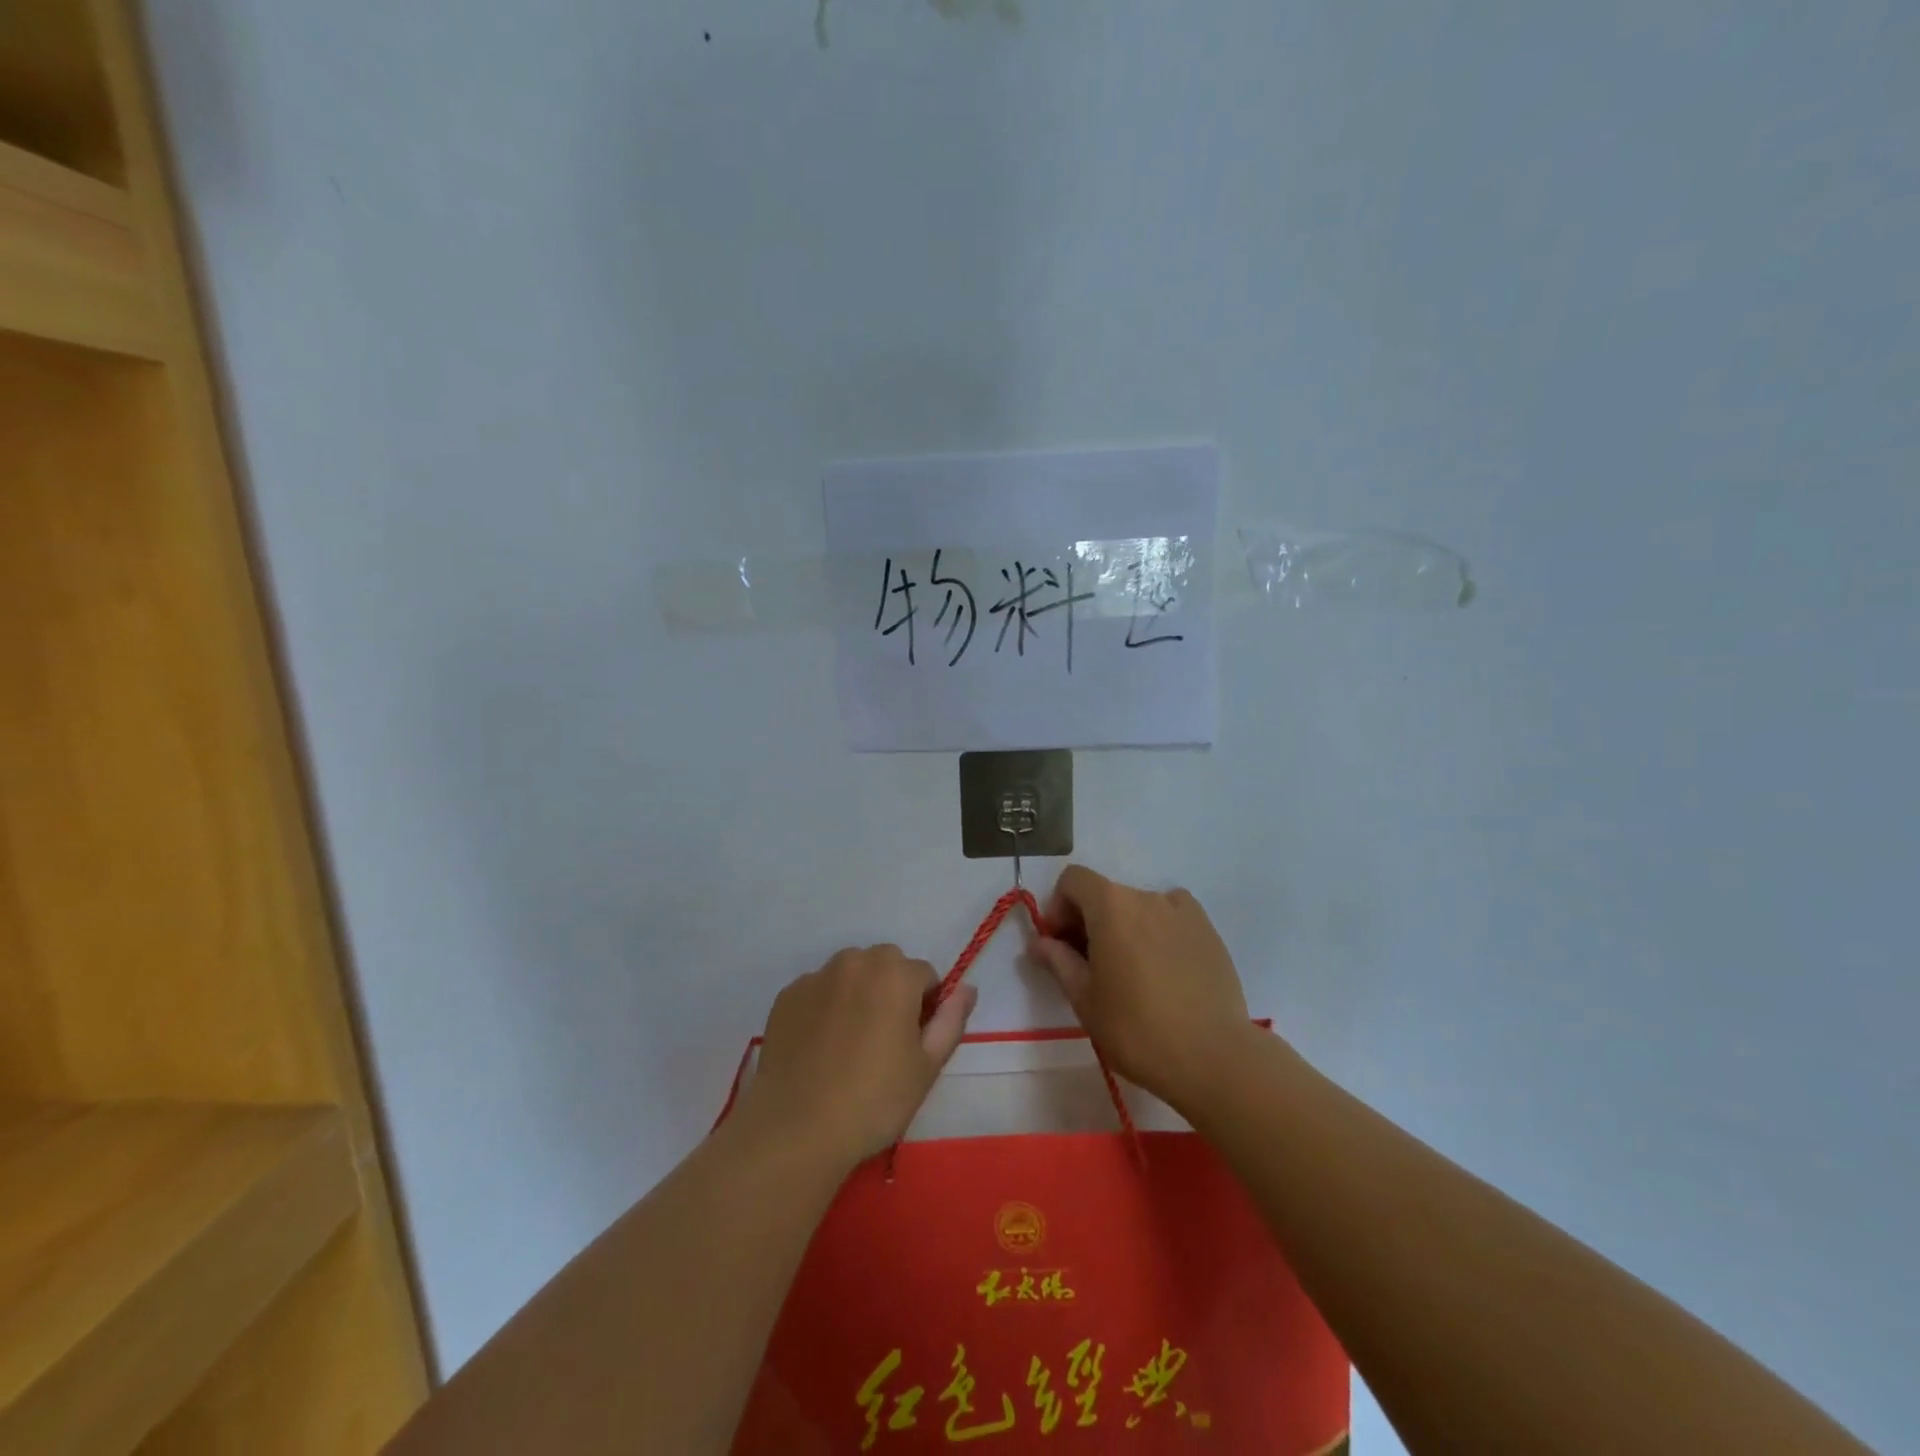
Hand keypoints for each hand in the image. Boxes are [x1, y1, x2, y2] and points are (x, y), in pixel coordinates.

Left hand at [737, 945, 976, 1170]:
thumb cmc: (874, 1100)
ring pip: (850, 975)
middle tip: (885, 1042)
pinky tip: (819, 1049)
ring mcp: (816, 977)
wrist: (796, 1129)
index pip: (925, 976)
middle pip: (886, 966)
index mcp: (895, 973)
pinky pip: (818, 992)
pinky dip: (824, 1008)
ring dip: (857, 995)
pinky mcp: (786, 996)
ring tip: (849, 1046)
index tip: (915, 1043)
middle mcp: (855, 961)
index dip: (926, 1007)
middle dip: (891, 991)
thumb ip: (951, 1020)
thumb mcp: (927, 1066)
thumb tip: (968, 988)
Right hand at [1034, 865, 1258, 1111]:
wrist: (1212, 1057)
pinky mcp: (1209, 931)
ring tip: (1129, 972)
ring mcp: (1183, 911)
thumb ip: (1059, 961)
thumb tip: (1041, 943)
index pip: (1073, 880)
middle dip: (1088, 920)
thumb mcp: (1085, 999)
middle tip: (1087, 965)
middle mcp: (1147, 896)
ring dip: (1124, 927)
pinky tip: (1163, 970)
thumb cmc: (1136, 1029)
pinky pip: (1171, 919)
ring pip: (1139, 908)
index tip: (1060, 945)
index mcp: (1111, 905)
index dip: (1058, 907)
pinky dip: (1157, 933)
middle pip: (1106, 893)